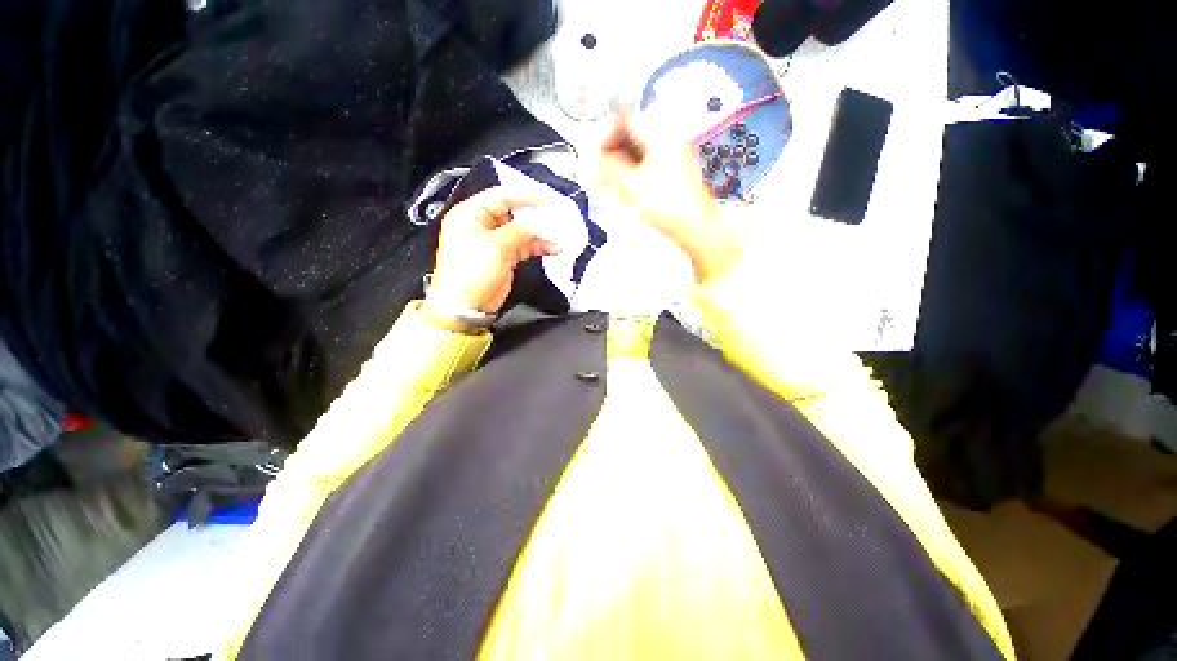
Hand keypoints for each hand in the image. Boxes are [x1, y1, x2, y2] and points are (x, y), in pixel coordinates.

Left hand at [422, 186, 558, 330]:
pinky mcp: (503, 258)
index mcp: (470, 215)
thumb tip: (537, 224)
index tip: (548, 199)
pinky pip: (524, 246)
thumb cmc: (469, 276)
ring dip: (540, 234)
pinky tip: (552, 248)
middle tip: (556, 218)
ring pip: (522, 231)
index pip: (501, 196)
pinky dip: (538, 247)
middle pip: (514, 213)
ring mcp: (493, 243)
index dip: (526, 196)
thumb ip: (519, 231)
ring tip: (558, 236)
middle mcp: (481, 226)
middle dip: (536, 216)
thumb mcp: (495, 247)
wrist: (465, 308)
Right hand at [598, 115, 743, 284]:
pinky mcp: (676, 176)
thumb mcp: (630, 185)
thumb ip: (608, 168)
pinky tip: (627, 190)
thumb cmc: (666, 205)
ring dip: (622, 165)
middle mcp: (670, 141)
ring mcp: (675, 158)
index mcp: (660, 135)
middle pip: (632, 136)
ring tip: (610, 183)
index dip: (605, 134)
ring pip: (640, 153)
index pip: (624, 119)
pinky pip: (649, 167)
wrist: (696, 227)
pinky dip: (634, 174)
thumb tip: (596, 161)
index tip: (595, 154)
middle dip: (612, 152)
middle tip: (600, 171)